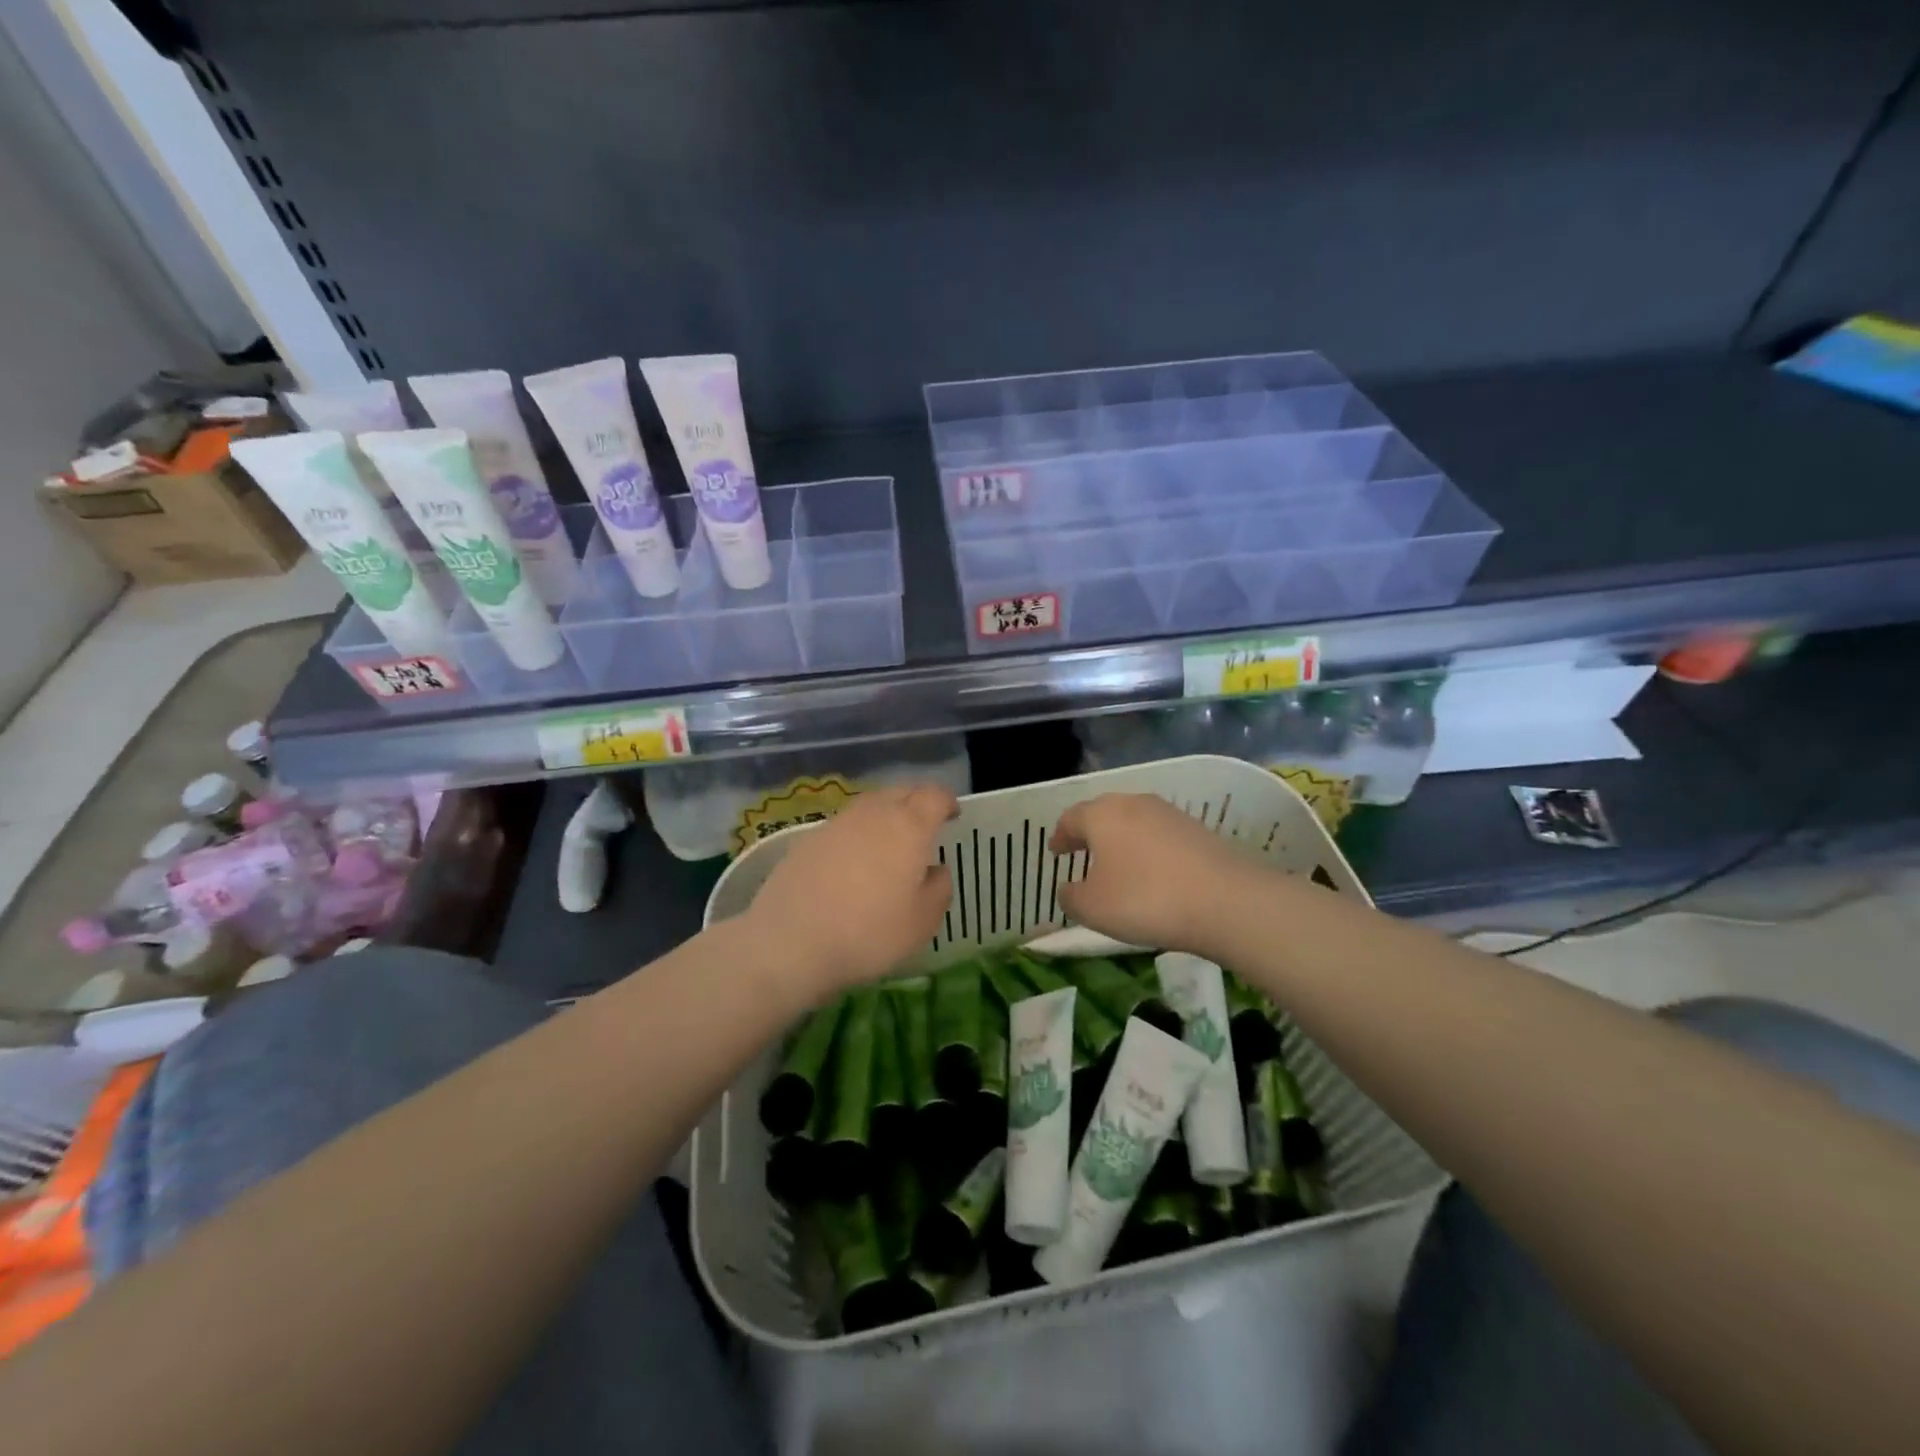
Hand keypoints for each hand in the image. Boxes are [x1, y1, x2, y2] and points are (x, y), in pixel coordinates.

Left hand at [743, 784, 956, 999]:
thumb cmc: (869, 933)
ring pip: (869, 806)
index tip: (953, 815)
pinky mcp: (808, 839)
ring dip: (885, 816)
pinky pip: (844, 826)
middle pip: (900, 792)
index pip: (933, 796)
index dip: (946, 801)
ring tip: (889, 844)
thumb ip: (939, 889)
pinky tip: (854, 863)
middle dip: (916, 803)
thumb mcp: (921, 922)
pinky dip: (856, 835)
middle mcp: (873, 814)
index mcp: (909, 826)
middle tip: (924, 826)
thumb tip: (937, 869)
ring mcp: (837, 824)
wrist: (790, 942)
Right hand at [1050, 793, 1265, 955]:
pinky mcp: (1197, 829)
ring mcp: (1169, 813)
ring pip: (1133, 821)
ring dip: (1121, 840)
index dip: (1060, 836)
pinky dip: (1148, 849)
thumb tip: (1067, 888)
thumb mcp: (1093, 908)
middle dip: (1090, 832)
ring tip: (1117, 865)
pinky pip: (1160, 835)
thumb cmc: (1145, 899)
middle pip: (1103, 813)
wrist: (1225, 901)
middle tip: (1081, 852)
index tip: (1055, 851)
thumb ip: (1070, 897)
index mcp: (1101, 815)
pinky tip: (1152, 872)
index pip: (1071, 818)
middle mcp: (1133, 804)